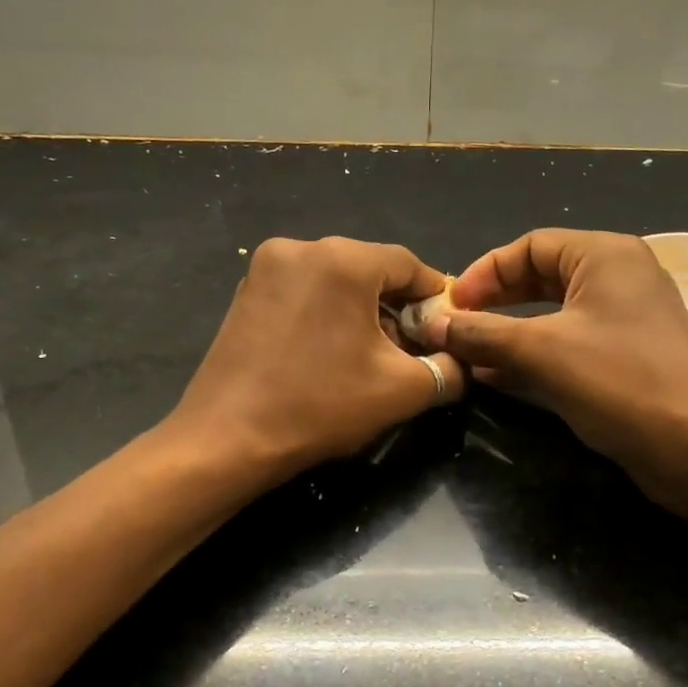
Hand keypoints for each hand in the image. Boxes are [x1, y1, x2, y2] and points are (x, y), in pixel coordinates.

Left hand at [169, 236, 464, 479]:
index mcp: (343, 259)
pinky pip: (304, 292)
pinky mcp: (245, 292)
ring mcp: (266, 268)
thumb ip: (447, 368)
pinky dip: (326, 314)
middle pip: (371, 270)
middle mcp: (301, 247)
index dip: (435, 298)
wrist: (227, 439)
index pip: (409, 265)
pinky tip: (329, 354)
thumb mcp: (402, 390)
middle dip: (397, 308)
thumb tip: (460, 359)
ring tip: (371, 358)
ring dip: (362, 313)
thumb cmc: (320, 406)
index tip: (448, 330)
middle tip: (412, 351)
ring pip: (336, 282)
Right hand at [423, 229, 687, 508]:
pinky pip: (568, 343)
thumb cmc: (620, 381)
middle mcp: (618, 278)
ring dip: (508, 331)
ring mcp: (624, 319)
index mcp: (604, 255)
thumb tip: (434, 324)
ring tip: (467, 352)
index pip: (530, 246)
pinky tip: (496, 375)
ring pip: (552, 314)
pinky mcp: (625, 357)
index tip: (450, 304)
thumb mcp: (541, 351)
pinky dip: (532, 354)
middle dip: (495, 301)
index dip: (485, 272)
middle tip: (456, 326)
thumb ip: (482, 333)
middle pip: (540, 276)